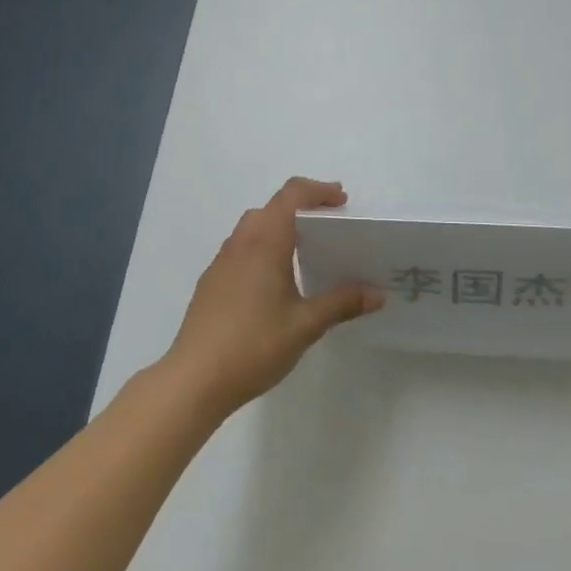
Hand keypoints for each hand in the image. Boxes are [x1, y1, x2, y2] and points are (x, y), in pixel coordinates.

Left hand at [162, 177, 384, 416]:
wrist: (193, 379)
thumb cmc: (253, 345)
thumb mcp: (305, 325)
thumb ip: (341, 303)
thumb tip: (377, 293)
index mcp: (265, 242)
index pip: (292, 194)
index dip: (318, 190)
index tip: (342, 202)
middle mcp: (241, 242)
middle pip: (273, 207)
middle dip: (303, 207)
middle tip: (330, 226)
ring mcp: (222, 261)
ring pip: (254, 226)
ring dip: (280, 226)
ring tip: (305, 252)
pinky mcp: (212, 282)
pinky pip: (242, 248)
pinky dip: (263, 247)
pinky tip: (274, 282)